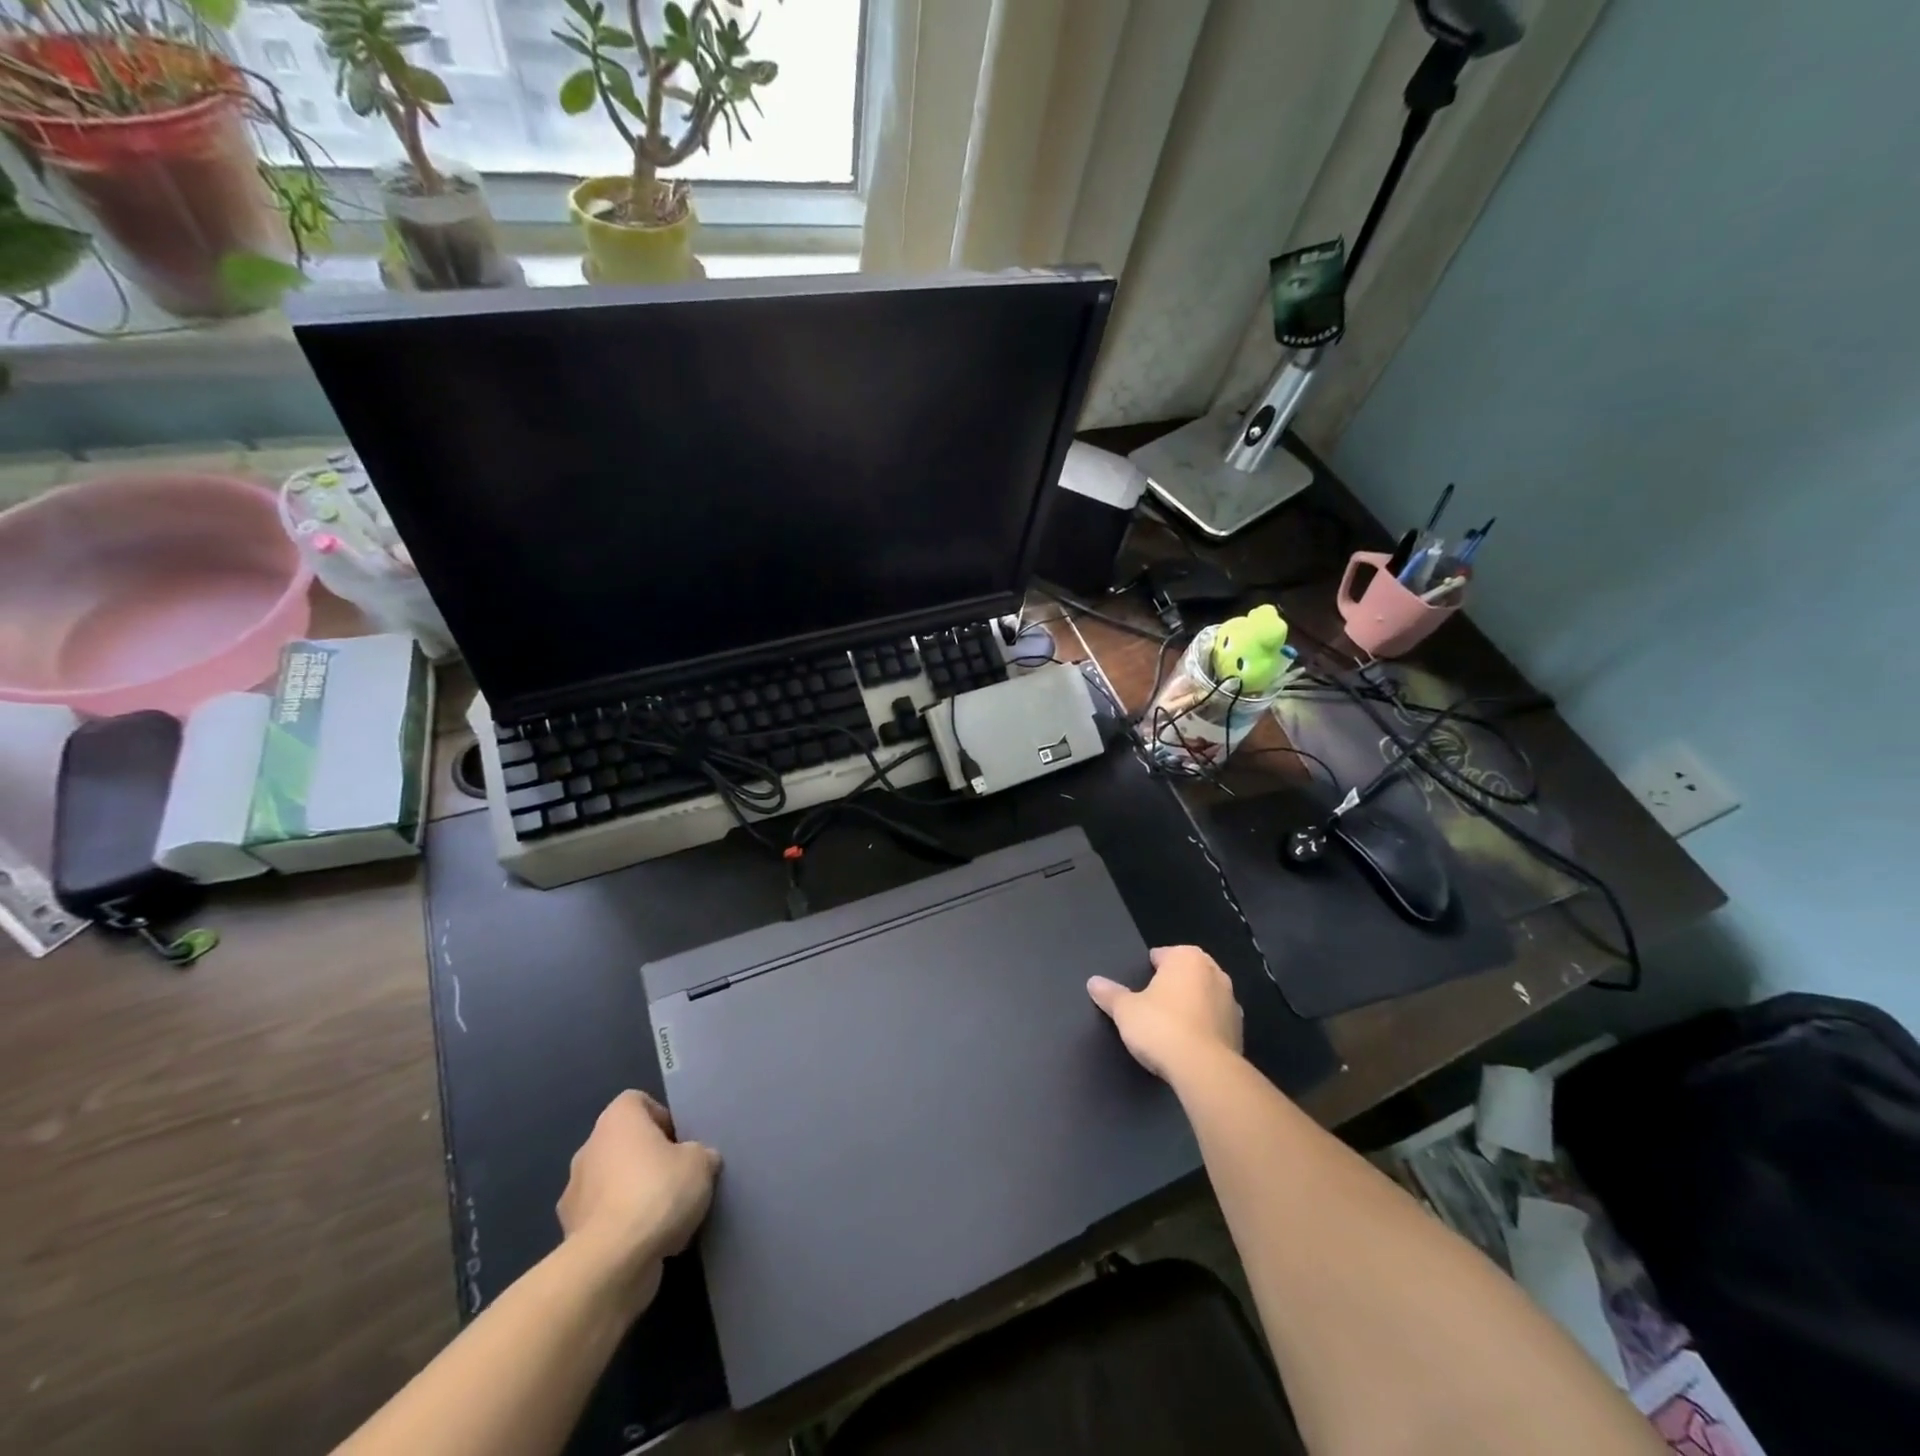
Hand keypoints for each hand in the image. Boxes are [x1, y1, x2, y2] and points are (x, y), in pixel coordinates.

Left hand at [557, 1090, 719, 1311]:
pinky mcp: (571, 1237)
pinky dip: (623, 1228)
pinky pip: (604, 1221)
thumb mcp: (700, 1163)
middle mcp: (589, 1150)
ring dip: (634, 1196)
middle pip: (624, 1145)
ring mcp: (575, 1195)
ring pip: (613, 1185)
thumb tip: (700, 1160)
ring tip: (666, 1217)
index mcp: (616, 1120)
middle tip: (678, 1179)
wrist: (611, 1263)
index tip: (681, 1142)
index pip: (637, 1102)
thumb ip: (700, 1155)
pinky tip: (649, 1244)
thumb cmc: (657, 1192)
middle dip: (649, 1161)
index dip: (661, 1118)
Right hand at [1088, 945, 1242, 1080]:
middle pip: (1186, 974)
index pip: (1163, 955)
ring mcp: (1231, 1002)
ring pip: (1204, 998)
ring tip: (1169, 1028)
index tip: (1139, 987)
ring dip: (1191, 1007)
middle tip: (1151, 1006)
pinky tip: (1187, 1045)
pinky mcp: (1239, 1031)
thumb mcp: (1125, 1010)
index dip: (1149, 970)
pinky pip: (1215, 1022)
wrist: (1204, 1070)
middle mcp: (1215, 973)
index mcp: (1187, 959)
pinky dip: (1203, 1028)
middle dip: (1172, 986)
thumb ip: (1110, 994)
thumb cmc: (1161, 1027)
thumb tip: (1093, 982)